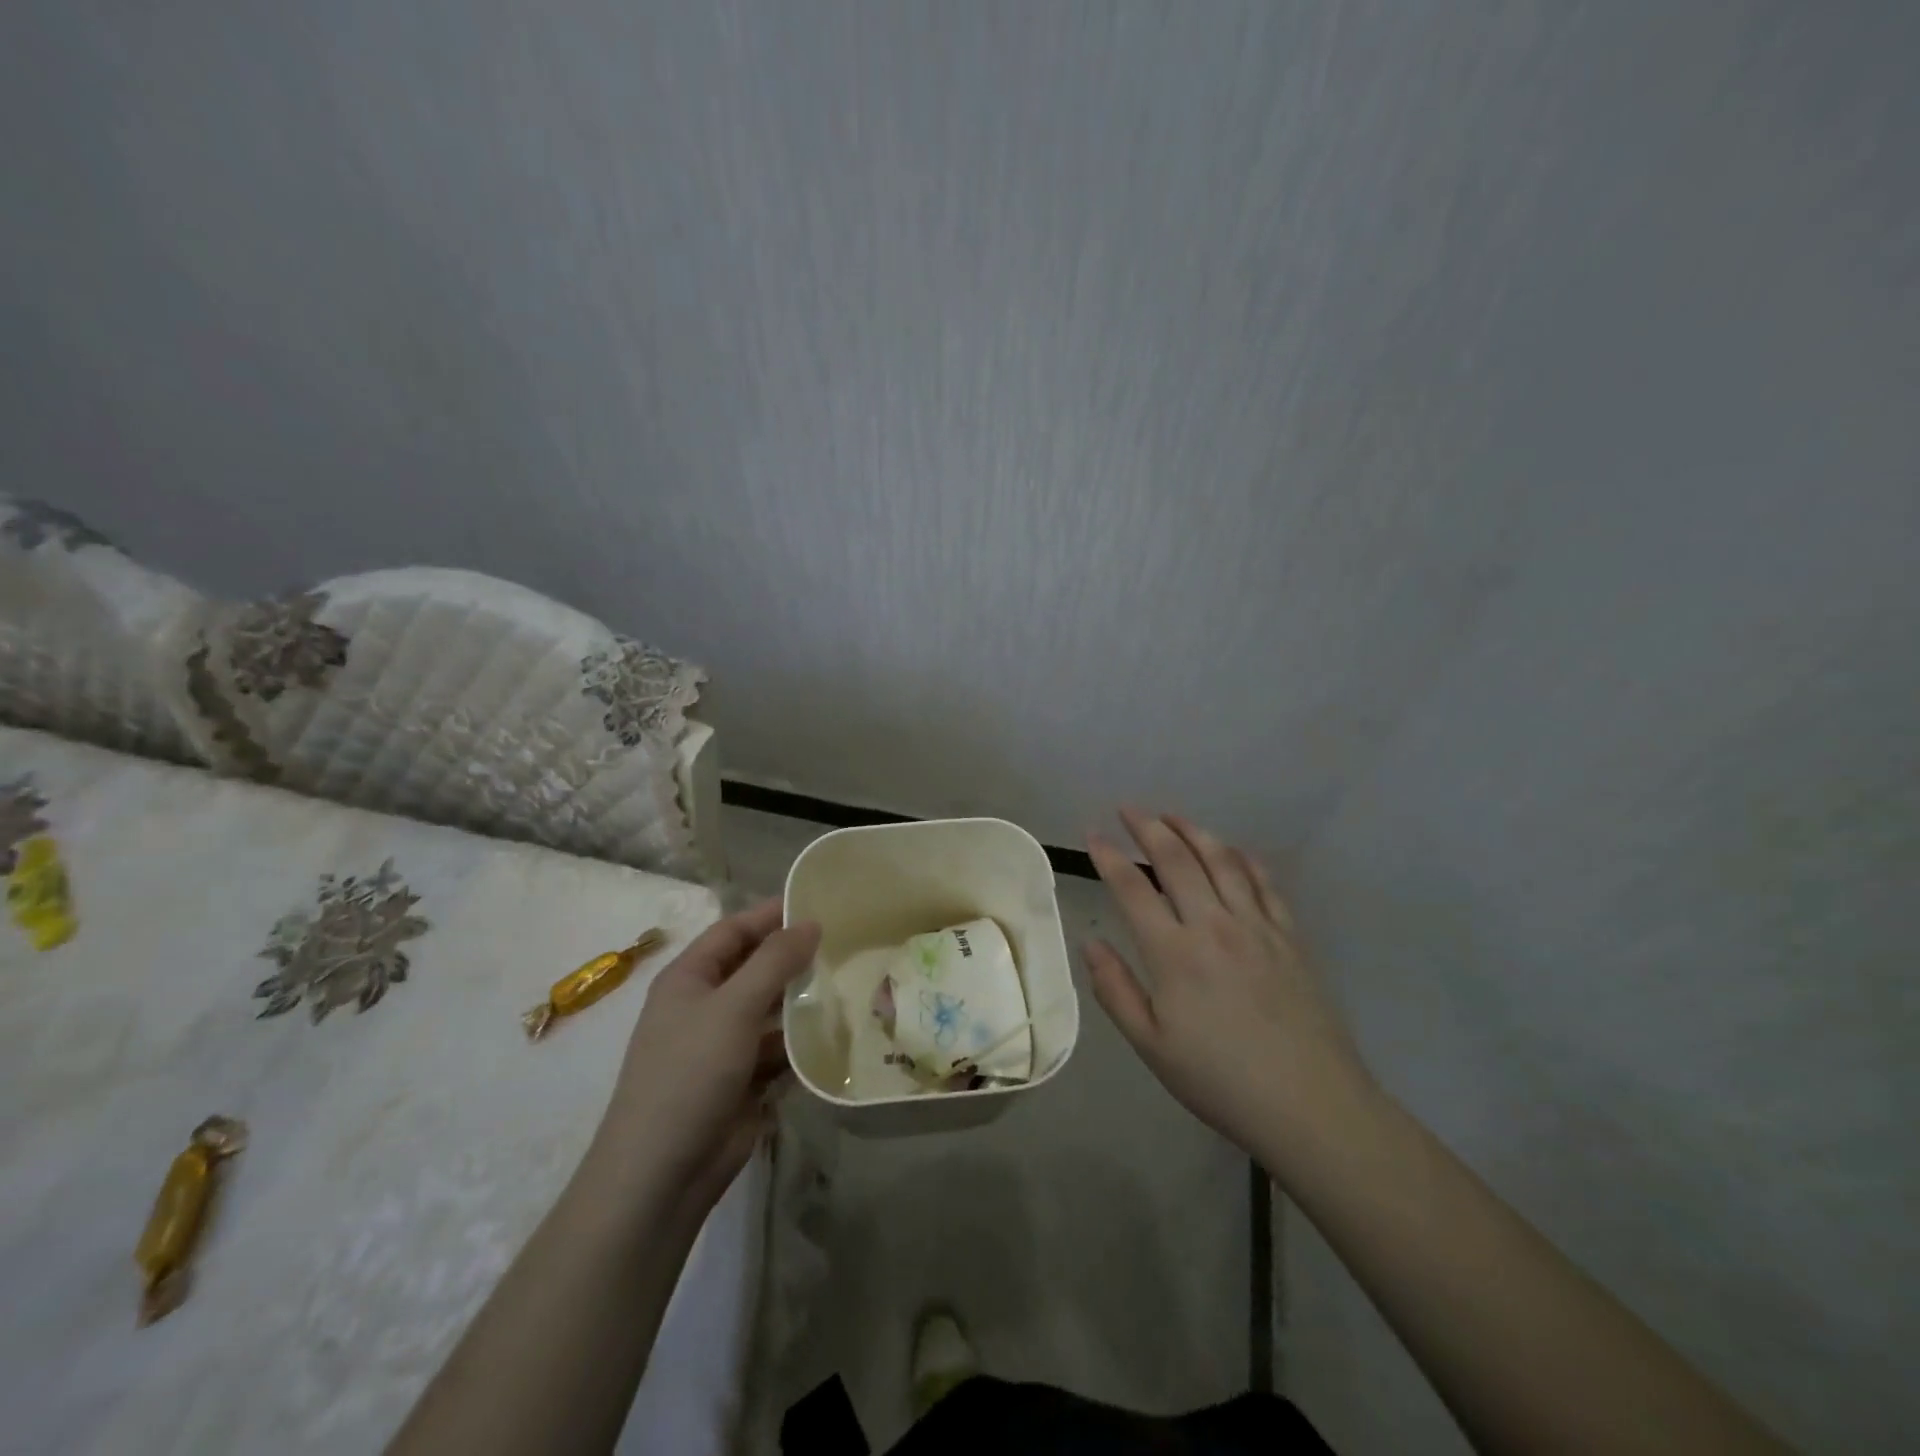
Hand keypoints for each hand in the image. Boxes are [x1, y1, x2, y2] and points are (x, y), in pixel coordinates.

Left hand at [587, 899, 819, 1215]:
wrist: (661, 1175)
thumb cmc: (690, 1073)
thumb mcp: (734, 1006)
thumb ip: (775, 961)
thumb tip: (810, 922)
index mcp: (689, 979)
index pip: (734, 930)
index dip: (772, 914)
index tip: (819, 903)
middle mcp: (705, 1006)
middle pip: (755, 968)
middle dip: (794, 957)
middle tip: (846, 943)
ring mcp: (724, 1046)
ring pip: (771, 1011)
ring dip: (804, 1000)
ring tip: (852, 983)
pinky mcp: (743, 1081)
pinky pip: (780, 1051)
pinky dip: (804, 1043)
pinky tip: (840, 1033)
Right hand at [1086, 809, 1373, 1163]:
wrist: (1310, 1105)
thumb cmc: (1219, 1080)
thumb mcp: (1151, 1045)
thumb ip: (1115, 990)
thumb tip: (1090, 943)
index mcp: (1174, 953)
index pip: (1132, 888)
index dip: (1109, 856)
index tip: (1092, 833)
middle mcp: (1213, 925)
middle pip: (1176, 859)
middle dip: (1148, 827)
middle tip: (1129, 809)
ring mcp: (1257, 926)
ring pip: (1221, 860)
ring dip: (1193, 831)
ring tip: (1172, 816)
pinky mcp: (1289, 936)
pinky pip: (1264, 882)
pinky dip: (1244, 858)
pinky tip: (1232, 850)